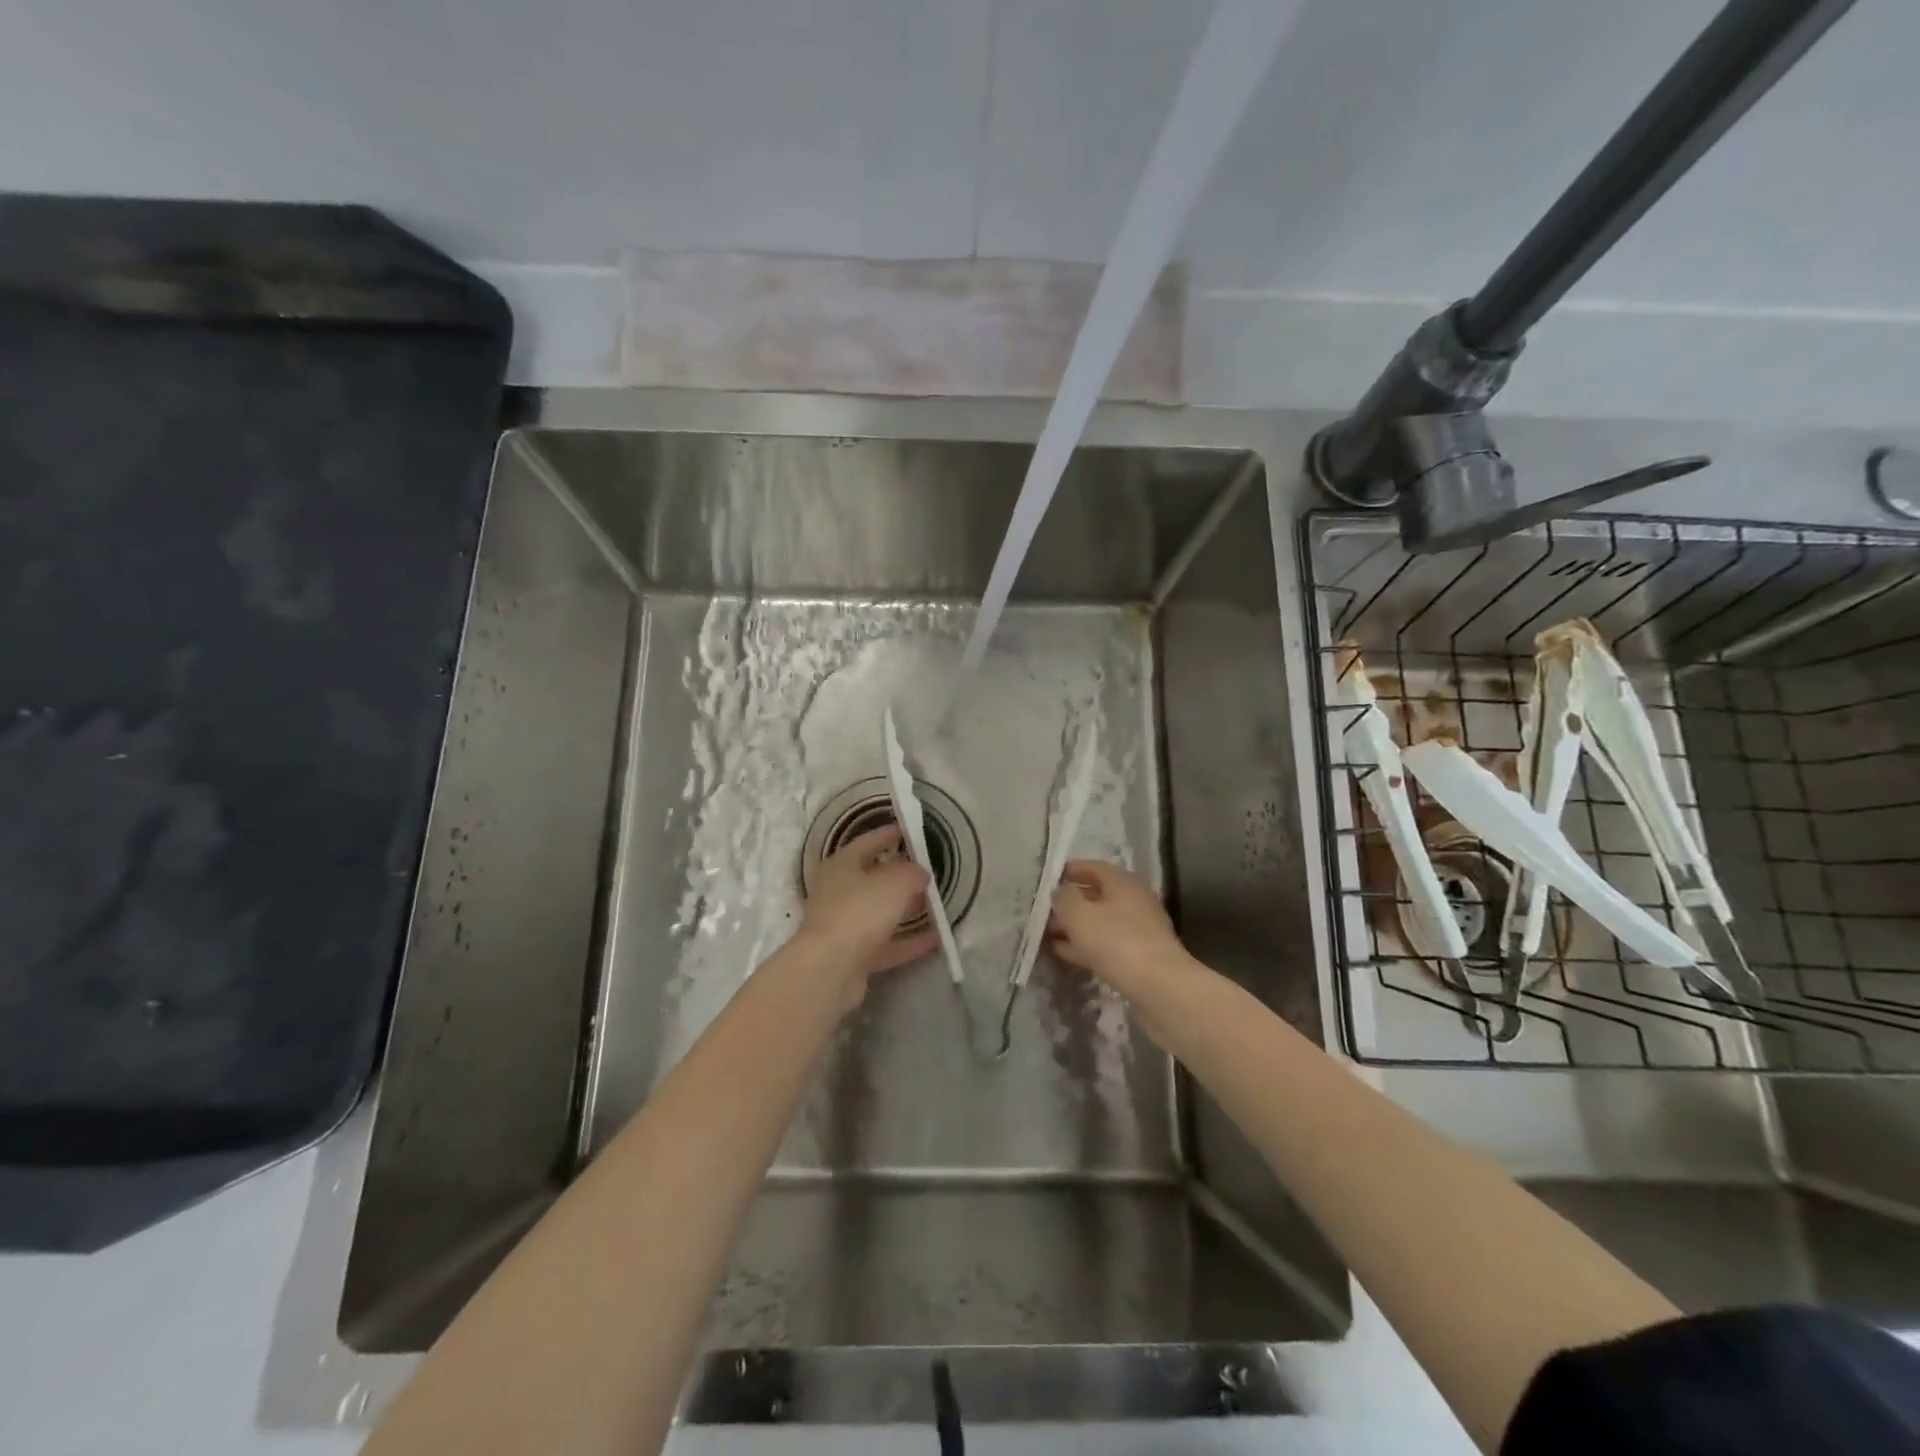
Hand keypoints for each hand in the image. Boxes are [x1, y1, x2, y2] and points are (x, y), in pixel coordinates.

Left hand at [798, 824, 938, 983]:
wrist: (829, 969)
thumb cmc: (859, 911)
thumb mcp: (894, 882)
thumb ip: (912, 872)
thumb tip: (919, 872)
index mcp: (841, 865)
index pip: (867, 842)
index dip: (888, 834)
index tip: (909, 830)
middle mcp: (838, 892)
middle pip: (873, 879)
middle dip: (900, 875)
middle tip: (928, 872)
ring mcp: (844, 926)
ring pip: (880, 913)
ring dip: (906, 909)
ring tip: (935, 905)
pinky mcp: (853, 956)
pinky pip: (886, 944)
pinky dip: (908, 941)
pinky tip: (935, 940)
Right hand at [1049, 859, 1185, 989]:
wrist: (1159, 987)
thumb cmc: (1116, 942)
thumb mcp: (1079, 914)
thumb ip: (1064, 898)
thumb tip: (1060, 892)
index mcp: (1123, 882)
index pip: (1094, 867)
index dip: (1070, 871)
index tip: (1048, 880)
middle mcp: (1134, 900)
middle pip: (1097, 895)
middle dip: (1070, 903)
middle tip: (1044, 912)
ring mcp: (1140, 930)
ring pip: (1101, 921)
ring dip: (1076, 926)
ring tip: (1049, 934)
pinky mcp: (1140, 956)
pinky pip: (1107, 943)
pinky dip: (1086, 945)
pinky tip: (1067, 953)